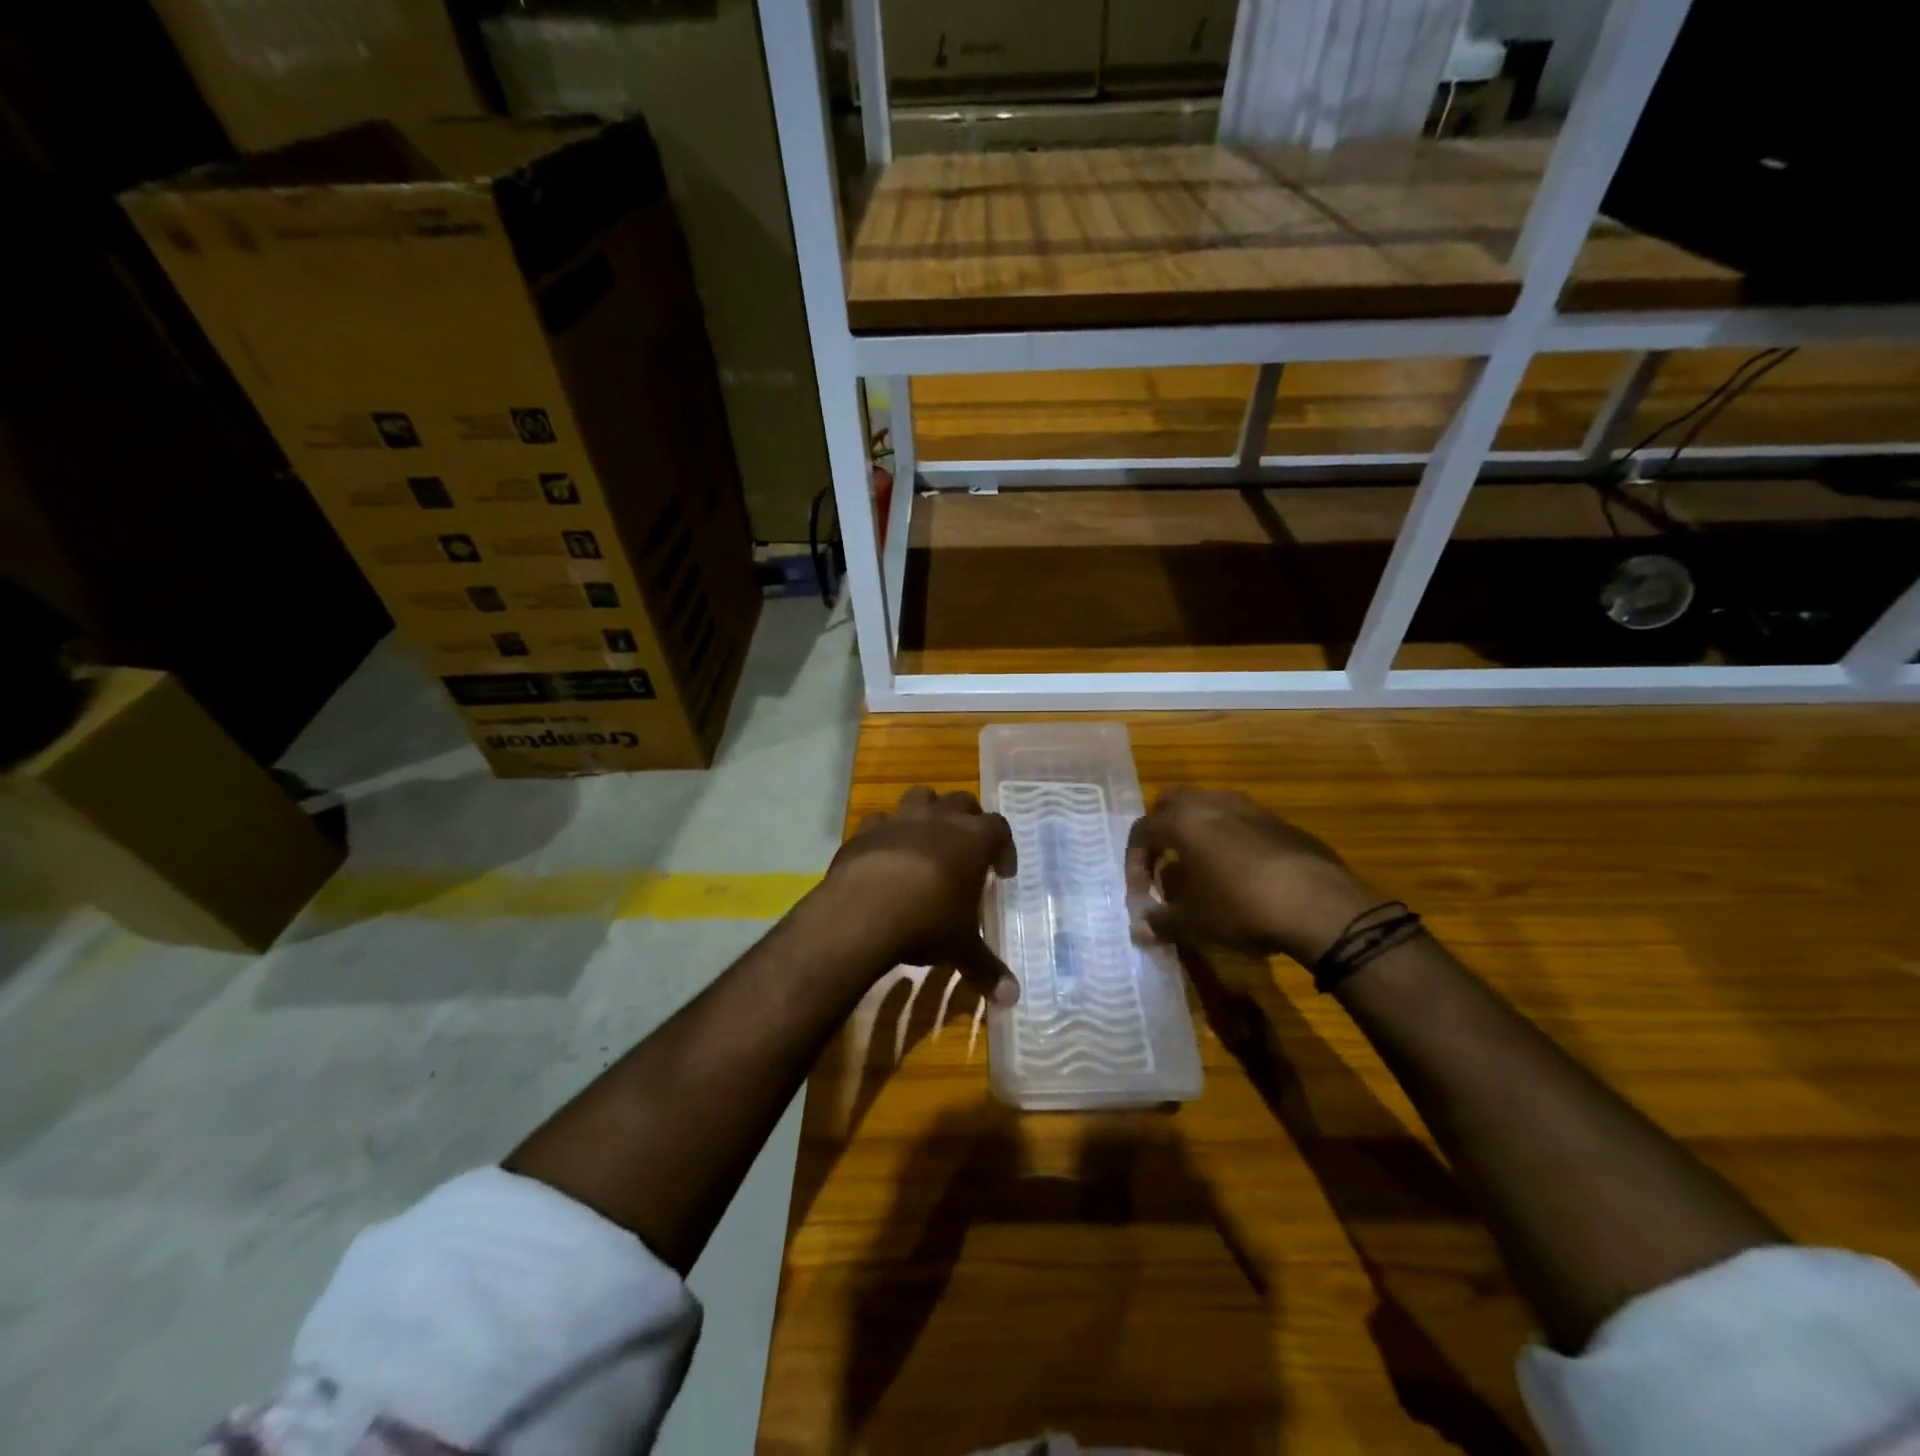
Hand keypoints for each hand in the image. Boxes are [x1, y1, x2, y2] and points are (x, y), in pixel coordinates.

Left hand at [820, 787, 1020, 1004]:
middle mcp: (939, 819)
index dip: (1004, 847)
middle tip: (969, 850)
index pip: (999, 828)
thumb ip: (987, 969)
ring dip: (929, 812)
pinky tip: (886, 854)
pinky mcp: (865, 830)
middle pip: (963, 801)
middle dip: (969, 820)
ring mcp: (900, 819)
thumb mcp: (961, 948)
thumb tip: (1012, 999)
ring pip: (921, 796)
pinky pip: (880, 820)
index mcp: (972, 840)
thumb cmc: (926, 922)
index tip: (1002, 873)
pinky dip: (887, 831)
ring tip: (929, 839)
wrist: (861, 913)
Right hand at [1125, 788, 1379, 963]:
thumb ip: (1161, 922)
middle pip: (1173, 802)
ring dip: (1197, 830)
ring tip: (1200, 866)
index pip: (1143, 830)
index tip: (1140, 894)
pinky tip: (1241, 874)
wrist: (1321, 906)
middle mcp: (1214, 803)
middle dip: (1161, 830)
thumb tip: (1138, 930)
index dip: (1134, 862)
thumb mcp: (1194, 922)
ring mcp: (1252, 809)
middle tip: (1162, 862)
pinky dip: (1230, 839)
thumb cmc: (1241, 907)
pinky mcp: (1283, 824)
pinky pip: (1243, 822)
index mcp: (1184, 821)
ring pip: (1211, 806)